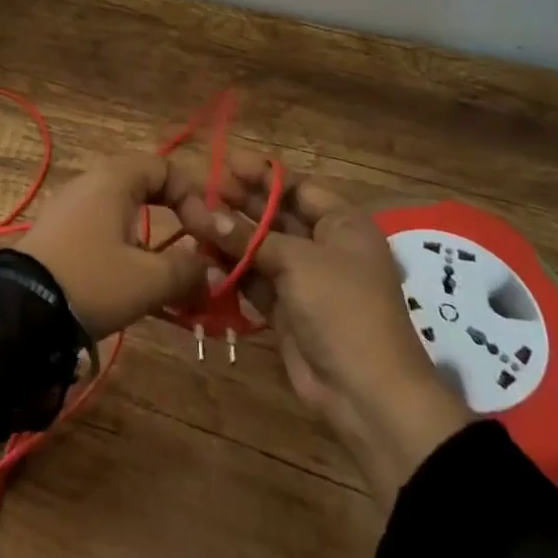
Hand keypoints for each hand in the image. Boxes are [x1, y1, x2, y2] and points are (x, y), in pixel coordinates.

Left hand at [17, 153, 211, 338]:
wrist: (21, 309)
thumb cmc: (92, 280)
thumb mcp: (148, 280)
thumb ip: (187, 271)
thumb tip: (211, 271)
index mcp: (115, 179)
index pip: (165, 167)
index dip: (193, 197)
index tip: (206, 235)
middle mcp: (92, 182)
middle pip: (146, 186)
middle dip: (176, 217)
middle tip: (193, 248)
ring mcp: (71, 206)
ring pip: (125, 211)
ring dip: (152, 239)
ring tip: (166, 276)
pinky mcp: (59, 232)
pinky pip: (103, 228)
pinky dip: (126, 248)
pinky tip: (132, 282)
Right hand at [178, 166, 473, 511]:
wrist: (366, 393)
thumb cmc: (342, 308)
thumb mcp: (297, 262)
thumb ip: (249, 237)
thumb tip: (203, 214)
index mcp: (343, 225)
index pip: (298, 188)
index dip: (263, 175)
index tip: (226, 163)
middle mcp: (324, 246)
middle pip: (277, 215)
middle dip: (241, 203)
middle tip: (201, 189)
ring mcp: (304, 280)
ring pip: (261, 248)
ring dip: (230, 235)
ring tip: (192, 218)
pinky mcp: (286, 310)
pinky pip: (254, 280)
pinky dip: (232, 269)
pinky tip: (203, 256)